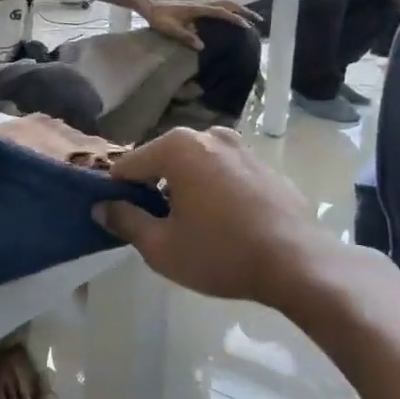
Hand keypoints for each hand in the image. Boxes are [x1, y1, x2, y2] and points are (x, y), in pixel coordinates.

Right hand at [94, 128, 339, 305]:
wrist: (298, 262)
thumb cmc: (221, 253)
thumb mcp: (161, 247)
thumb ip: (125, 222)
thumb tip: (101, 207)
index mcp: (178, 147)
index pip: (129, 165)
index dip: (118, 193)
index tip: (121, 220)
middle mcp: (208, 136)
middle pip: (163, 160)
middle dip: (153, 188)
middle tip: (156, 226)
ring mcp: (241, 147)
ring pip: (196, 165)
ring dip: (185, 187)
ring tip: (191, 226)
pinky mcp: (264, 165)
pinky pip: (225, 173)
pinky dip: (215, 190)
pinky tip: (224, 223)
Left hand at [138, 0, 259, 50]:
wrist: (149, 5)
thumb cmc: (158, 18)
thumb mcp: (169, 30)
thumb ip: (185, 37)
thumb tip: (202, 46)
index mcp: (197, 9)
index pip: (220, 12)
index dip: (234, 18)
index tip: (247, 26)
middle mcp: (201, 5)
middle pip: (227, 5)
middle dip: (244, 11)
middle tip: (258, 20)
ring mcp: (200, 5)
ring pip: (223, 4)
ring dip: (238, 10)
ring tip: (249, 19)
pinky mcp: (197, 8)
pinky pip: (217, 8)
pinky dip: (228, 11)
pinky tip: (230, 20)